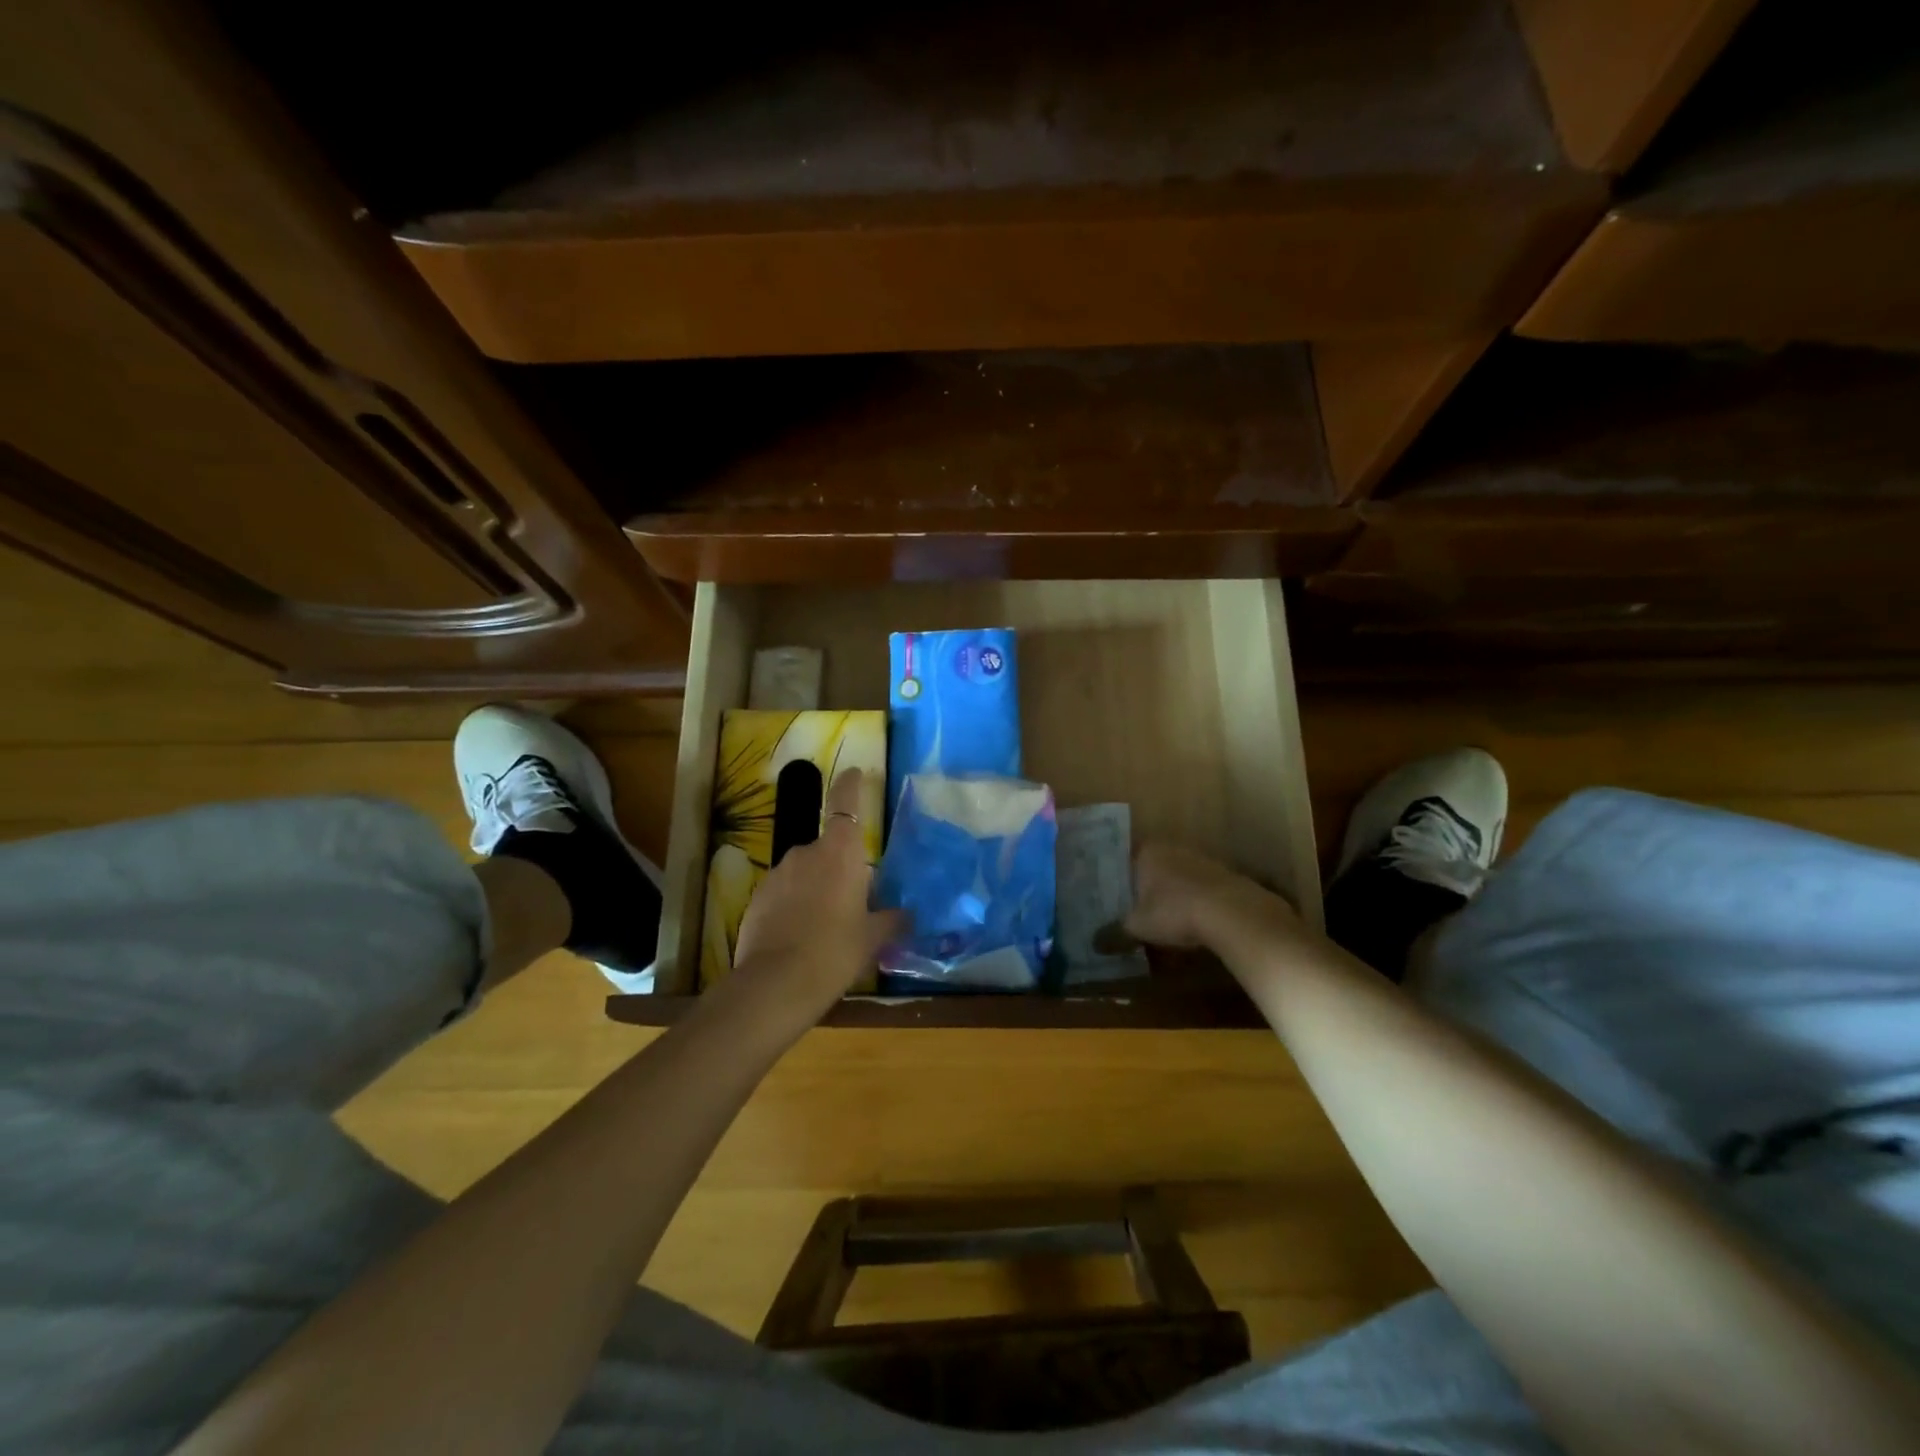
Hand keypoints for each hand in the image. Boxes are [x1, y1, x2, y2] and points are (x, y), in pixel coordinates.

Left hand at [730, 769, 905, 1026]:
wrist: (776, 984)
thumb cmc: (835, 951)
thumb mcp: (873, 937)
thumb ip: (892, 920)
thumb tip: (907, 914)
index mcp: (840, 853)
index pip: (845, 802)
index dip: (850, 784)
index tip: (854, 772)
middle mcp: (806, 853)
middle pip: (827, 847)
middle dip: (839, 866)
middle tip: (853, 898)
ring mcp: (777, 874)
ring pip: (804, 872)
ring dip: (816, 887)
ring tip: (825, 925)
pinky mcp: (756, 898)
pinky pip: (783, 892)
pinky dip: (794, 904)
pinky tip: (800, 935)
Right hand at [1124, 842, 1290, 949]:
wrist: (1233, 913)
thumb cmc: (1174, 911)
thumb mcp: (1138, 926)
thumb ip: (1114, 932)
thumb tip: (1093, 942)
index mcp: (1147, 852)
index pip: (1124, 858)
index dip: (1116, 876)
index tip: (1109, 893)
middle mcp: (1172, 849)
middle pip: (1152, 867)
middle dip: (1143, 887)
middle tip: (1132, 908)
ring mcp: (1201, 860)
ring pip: (1177, 877)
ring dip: (1170, 895)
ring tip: (1160, 918)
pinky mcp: (1224, 877)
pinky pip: (1199, 889)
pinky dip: (1193, 903)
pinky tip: (1191, 922)